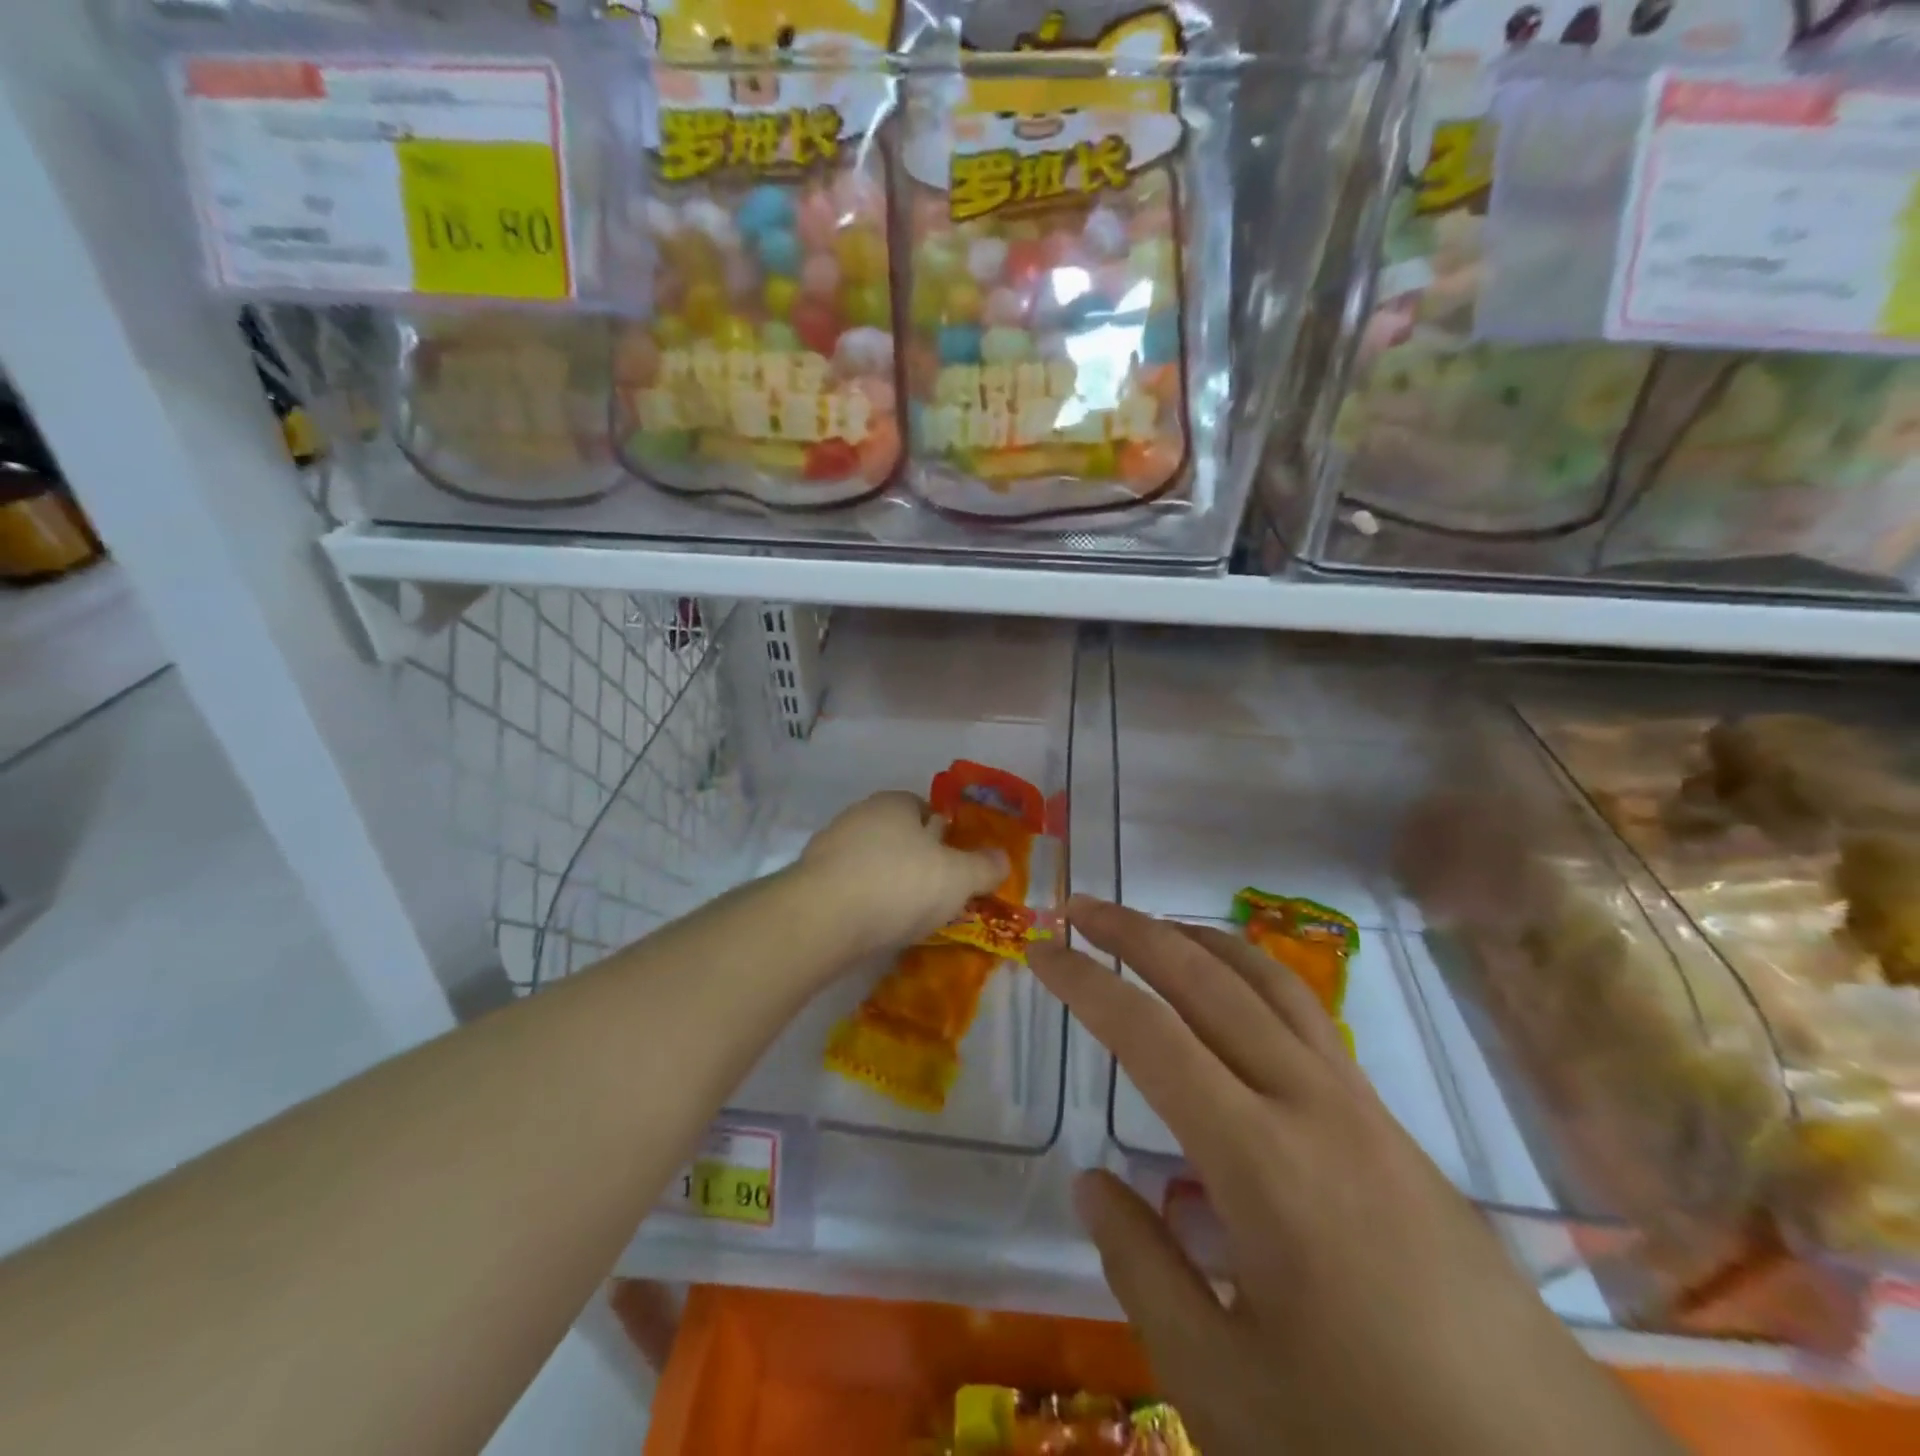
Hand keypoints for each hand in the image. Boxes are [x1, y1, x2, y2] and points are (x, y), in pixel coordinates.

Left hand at [795, 791, 1008, 959]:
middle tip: (934, 892)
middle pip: (896, 835)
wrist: (822, 918)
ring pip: (870, 861)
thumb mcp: (958, 877)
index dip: (942, 833)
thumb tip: (1003, 859)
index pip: (923, 808)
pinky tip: (872, 926)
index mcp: (894, 804)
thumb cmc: (899, 884)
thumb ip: (984, 867)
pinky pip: (847, 887)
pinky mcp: (809, 880)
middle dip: (914, 859)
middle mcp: (859, 816)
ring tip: (905, 916)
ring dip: (886, 882)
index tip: (954, 863)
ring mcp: (828, 847)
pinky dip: (862, 902)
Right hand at [1030, 898, 1682, 1455]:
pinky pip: (1307, 1019)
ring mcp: (1361, 1107)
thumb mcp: (1224, 1391)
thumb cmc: (1374, 1448)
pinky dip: (1250, 981)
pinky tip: (1230, 1009)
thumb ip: (1143, 1269)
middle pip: (1210, 979)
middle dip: (1135, 931)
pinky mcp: (1392, 1128)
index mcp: (1261, 1161)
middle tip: (1079, 907)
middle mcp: (1312, 1104)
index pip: (1150, 1035)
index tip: (1039, 950)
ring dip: (1200, 940)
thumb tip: (1094, 1181)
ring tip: (1150, 928)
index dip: (1086, 982)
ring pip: (1270, 982)